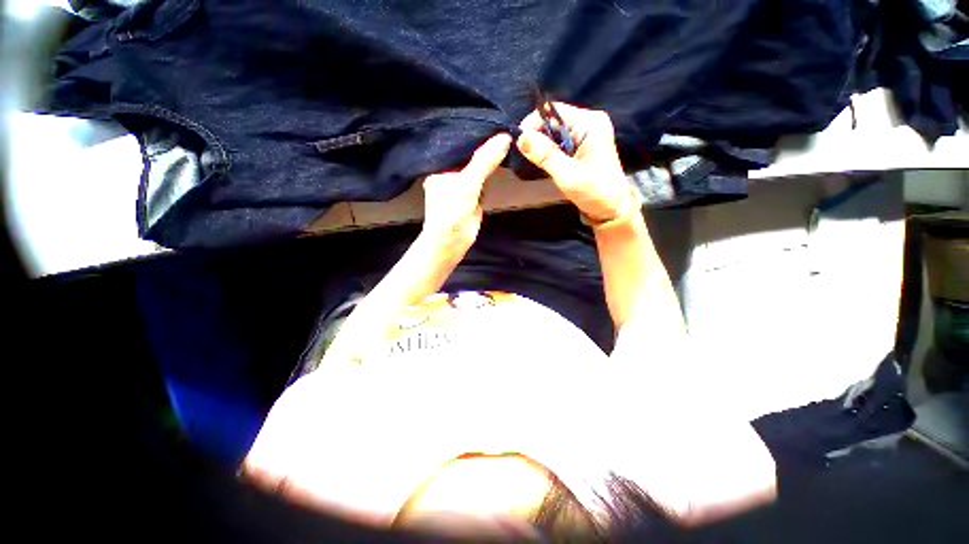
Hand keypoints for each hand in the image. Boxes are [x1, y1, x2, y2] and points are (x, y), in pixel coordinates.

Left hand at [421, 133, 511, 251]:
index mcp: (440, 166)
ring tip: (507, 138)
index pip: (459, 144)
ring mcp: (462, 184)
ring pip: (478, 167)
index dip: (475, 134)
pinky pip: (484, 179)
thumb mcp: (467, 184)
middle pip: (470, 155)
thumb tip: (505, 137)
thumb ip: (484, 162)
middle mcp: (450, 172)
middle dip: (484, 145)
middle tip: (503, 125)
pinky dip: (492, 173)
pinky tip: (503, 159)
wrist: (452, 243)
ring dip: (490, 159)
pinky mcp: (473, 195)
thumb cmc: (451, 213)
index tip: (494, 120)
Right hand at [517, 103, 635, 223]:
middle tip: (525, 155)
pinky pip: (561, 141)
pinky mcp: (584, 145)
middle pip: (554, 120)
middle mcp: (589, 122)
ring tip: (535, 160)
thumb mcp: (567, 174)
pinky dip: (551, 151)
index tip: (519, 142)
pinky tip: (547, 163)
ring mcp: (587, 134)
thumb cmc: (593, 192)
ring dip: (543, 145)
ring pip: (555, 132)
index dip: (533, 123)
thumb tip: (521, 137)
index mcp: (590, 123)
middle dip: (537, 135)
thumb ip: (544, 155)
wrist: (612, 208)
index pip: (554, 111)